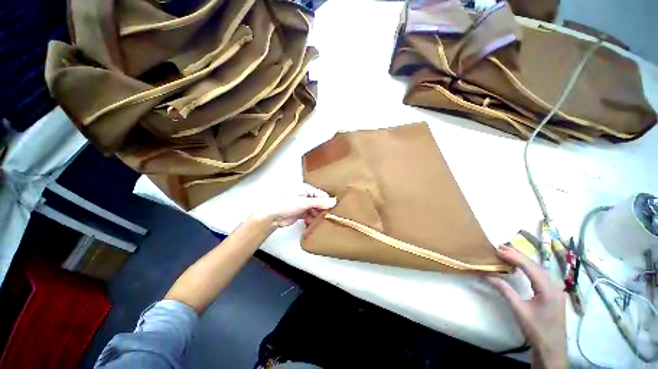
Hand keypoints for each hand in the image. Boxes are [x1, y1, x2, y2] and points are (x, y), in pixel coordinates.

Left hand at [253, 183, 336, 227]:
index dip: (327, 202)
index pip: (321, 194)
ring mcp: (303, 204)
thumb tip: (334, 201)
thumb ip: (320, 202)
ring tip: (320, 220)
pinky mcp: (300, 212)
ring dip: (317, 215)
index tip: (333, 209)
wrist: (272, 217)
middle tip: (327, 216)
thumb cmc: (285, 205)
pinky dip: (311, 219)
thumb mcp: (304, 203)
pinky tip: (311, 222)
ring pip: (315, 210)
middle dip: (322, 209)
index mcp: (306, 189)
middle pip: (319, 202)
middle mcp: (305, 195)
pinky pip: (310, 215)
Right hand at [487, 245, 566, 368]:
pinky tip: (521, 267)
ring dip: (523, 260)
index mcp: (548, 289)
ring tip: (508, 253)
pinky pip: (540, 275)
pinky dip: (528, 268)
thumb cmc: (536, 329)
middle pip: (535, 265)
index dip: (514, 257)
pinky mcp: (553, 293)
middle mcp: (554, 286)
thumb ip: (505, 291)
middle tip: (500, 247)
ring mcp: (556, 289)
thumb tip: (489, 275)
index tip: (498, 250)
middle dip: (518, 255)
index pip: (530, 267)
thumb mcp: (519, 310)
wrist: (552, 348)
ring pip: (539, 269)